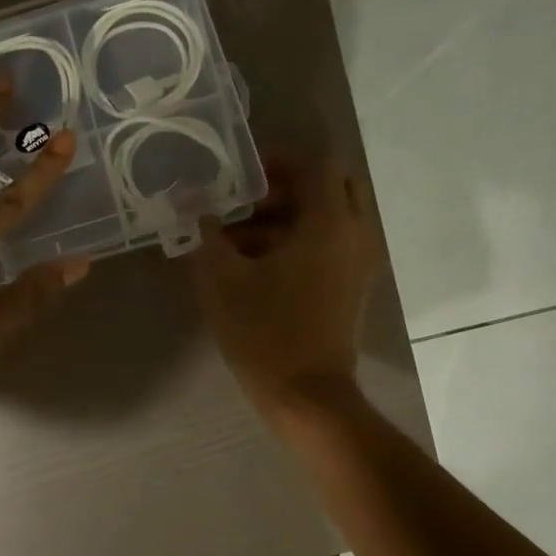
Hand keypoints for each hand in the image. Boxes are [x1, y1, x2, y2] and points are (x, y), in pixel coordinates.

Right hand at [192, 156, 379, 424]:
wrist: (306, 395)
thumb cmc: (264, 332)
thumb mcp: (222, 279)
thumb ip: (209, 235)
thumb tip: (198, 209)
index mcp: (329, 224)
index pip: (317, 165)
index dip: (279, 160)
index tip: (242, 173)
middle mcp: (354, 235)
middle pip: (330, 187)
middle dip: (287, 187)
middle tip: (246, 200)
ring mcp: (356, 264)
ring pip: (327, 218)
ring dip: (286, 217)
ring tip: (236, 237)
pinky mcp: (349, 287)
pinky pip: (328, 245)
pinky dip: (296, 241)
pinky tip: (252, 265)